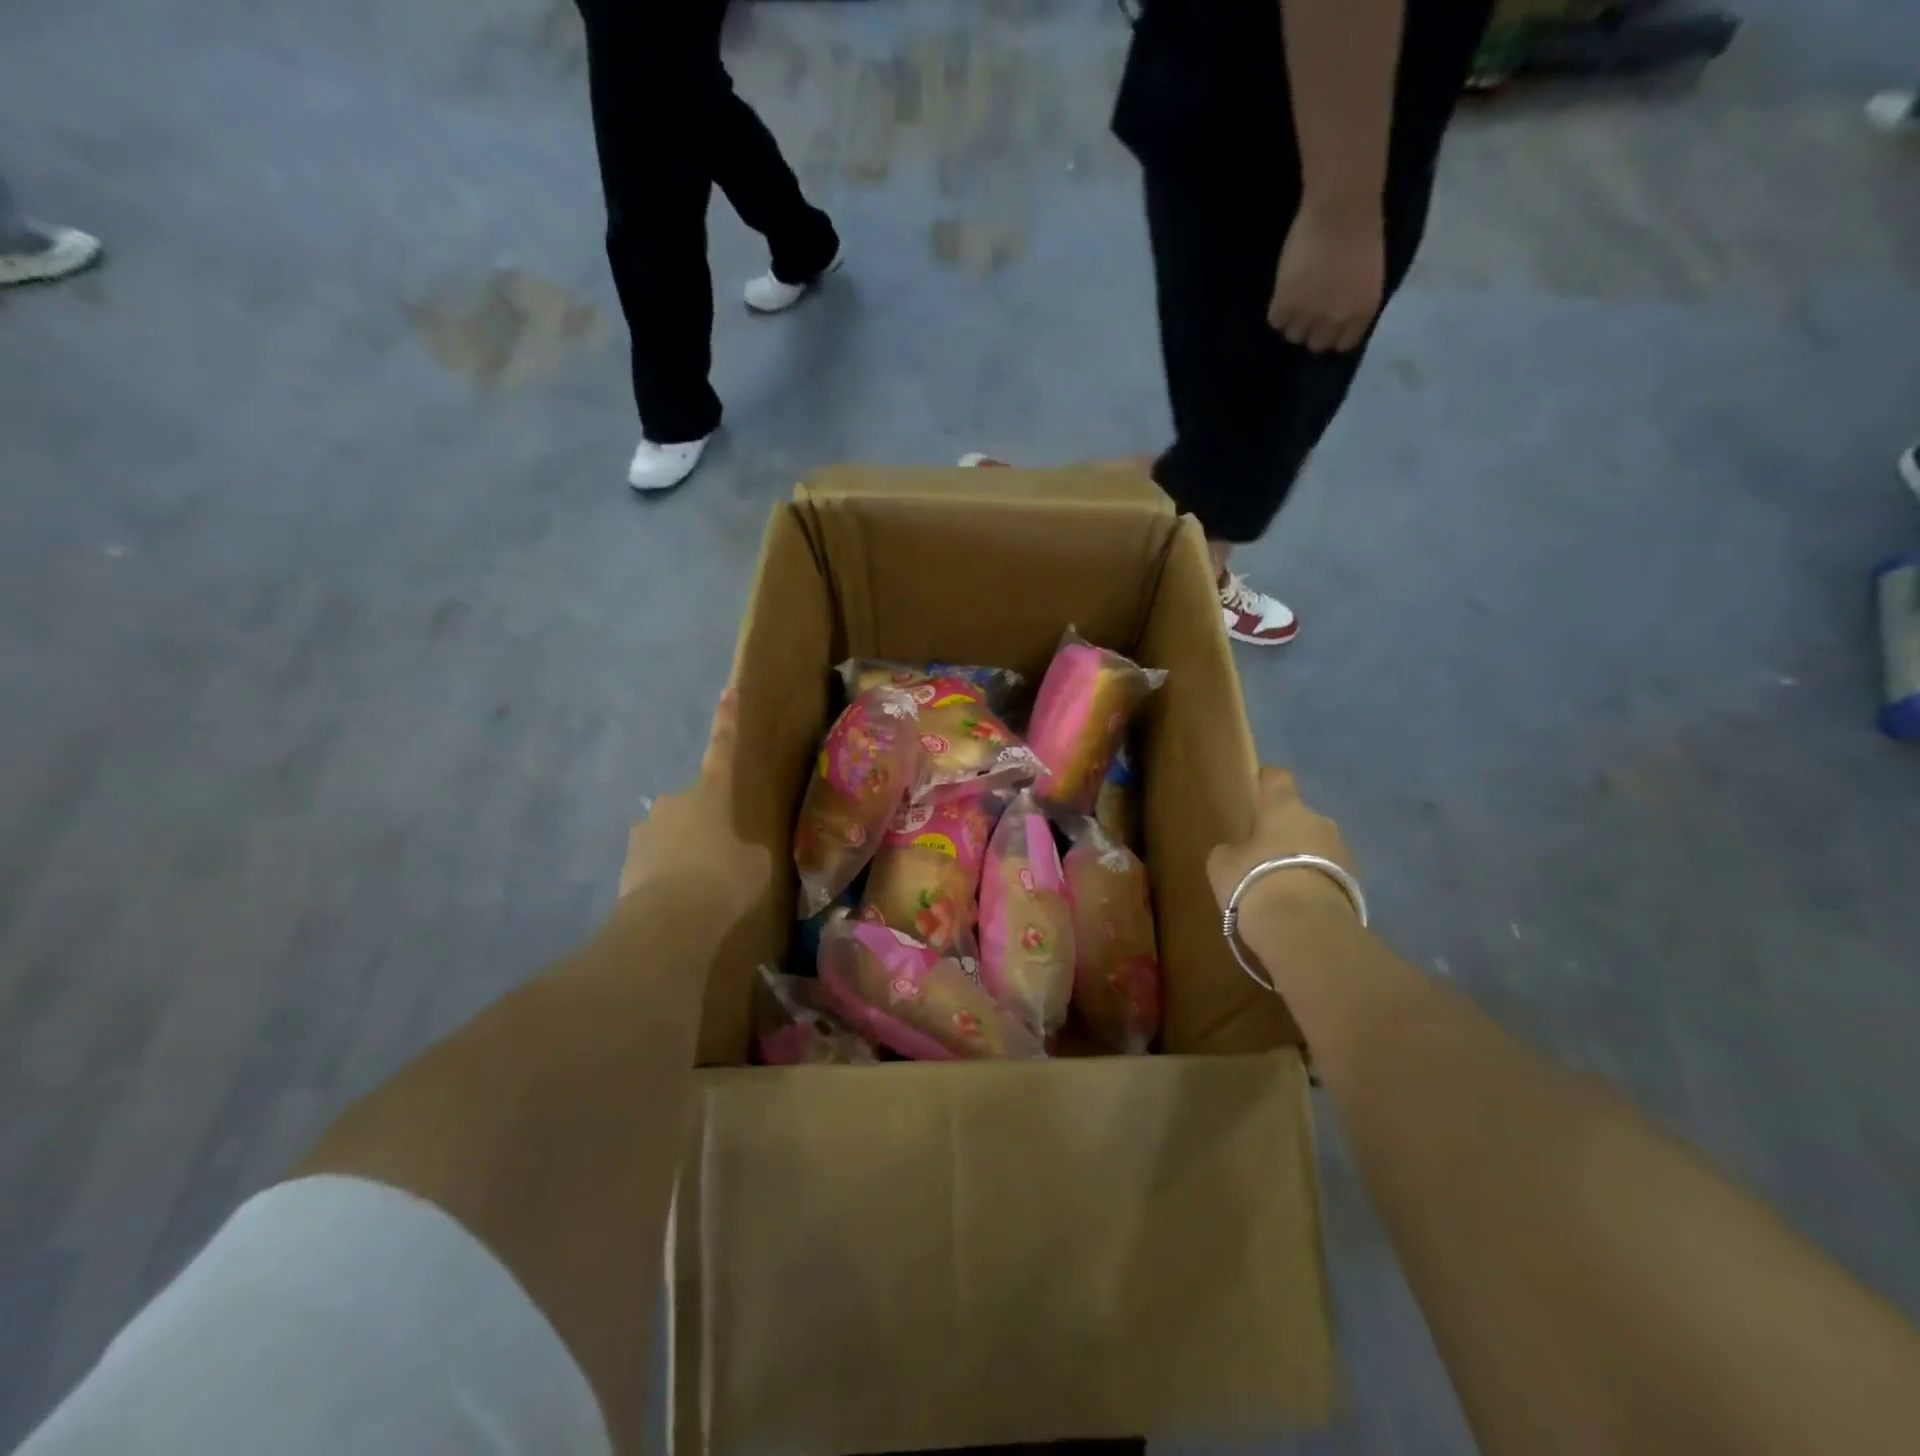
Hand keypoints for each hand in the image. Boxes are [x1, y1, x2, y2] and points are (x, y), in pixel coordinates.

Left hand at [619, 689, 770, 923]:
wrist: (668, 922)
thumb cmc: (724, 881)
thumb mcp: (756, 865)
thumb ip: (749, 851)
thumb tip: (742, 854)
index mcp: (710, 794)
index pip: (723, 749)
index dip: (728, 721)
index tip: (728, 691)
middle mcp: (673, 802)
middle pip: (694, 804)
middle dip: (706, 823)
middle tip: (722, 856)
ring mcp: (645, 831)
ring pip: (671, 834)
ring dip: (685, 851)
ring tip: (700, 887)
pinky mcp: (627, 862)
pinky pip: (654, 861)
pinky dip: (667, 875)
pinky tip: (680, 902)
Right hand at [1207, 768, 1358, 927]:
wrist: (1306, 930)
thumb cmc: (1256, 882)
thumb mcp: (1223, 865)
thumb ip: (1230, 850)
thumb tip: (1237, 851)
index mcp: (1285, 808)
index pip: (1277, 779)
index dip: (1265, 782)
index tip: (1255, 789)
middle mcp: (1320, 822)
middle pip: (1299, 818)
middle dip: (1283, 831)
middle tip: (1261, 853)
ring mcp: (1344, 854)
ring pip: (1316, 848)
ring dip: (1300, 860)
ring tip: (1278, 886)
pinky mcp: (1356, 886)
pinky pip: (1327, 877)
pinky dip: (1313, 885)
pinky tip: (1295, 906)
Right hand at [1267, 200, 1385, 352]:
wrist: (1340, 210)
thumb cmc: (1362, 231)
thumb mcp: (1368, 276)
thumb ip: (1353, 301)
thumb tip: (1334, 317)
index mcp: (1361, 311)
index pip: (1343, 343)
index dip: (1333, 333)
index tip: (1327, 323)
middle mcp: (1335, 319)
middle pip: (1315, 344)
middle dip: (1312, 330)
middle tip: (1308, 311)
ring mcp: (1308, 314)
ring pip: (1293, 335)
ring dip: (1293, 321)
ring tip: (1294, 300)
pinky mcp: (1284, 304)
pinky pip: (1276, 320)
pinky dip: (1278, 310)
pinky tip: (1284, 292)